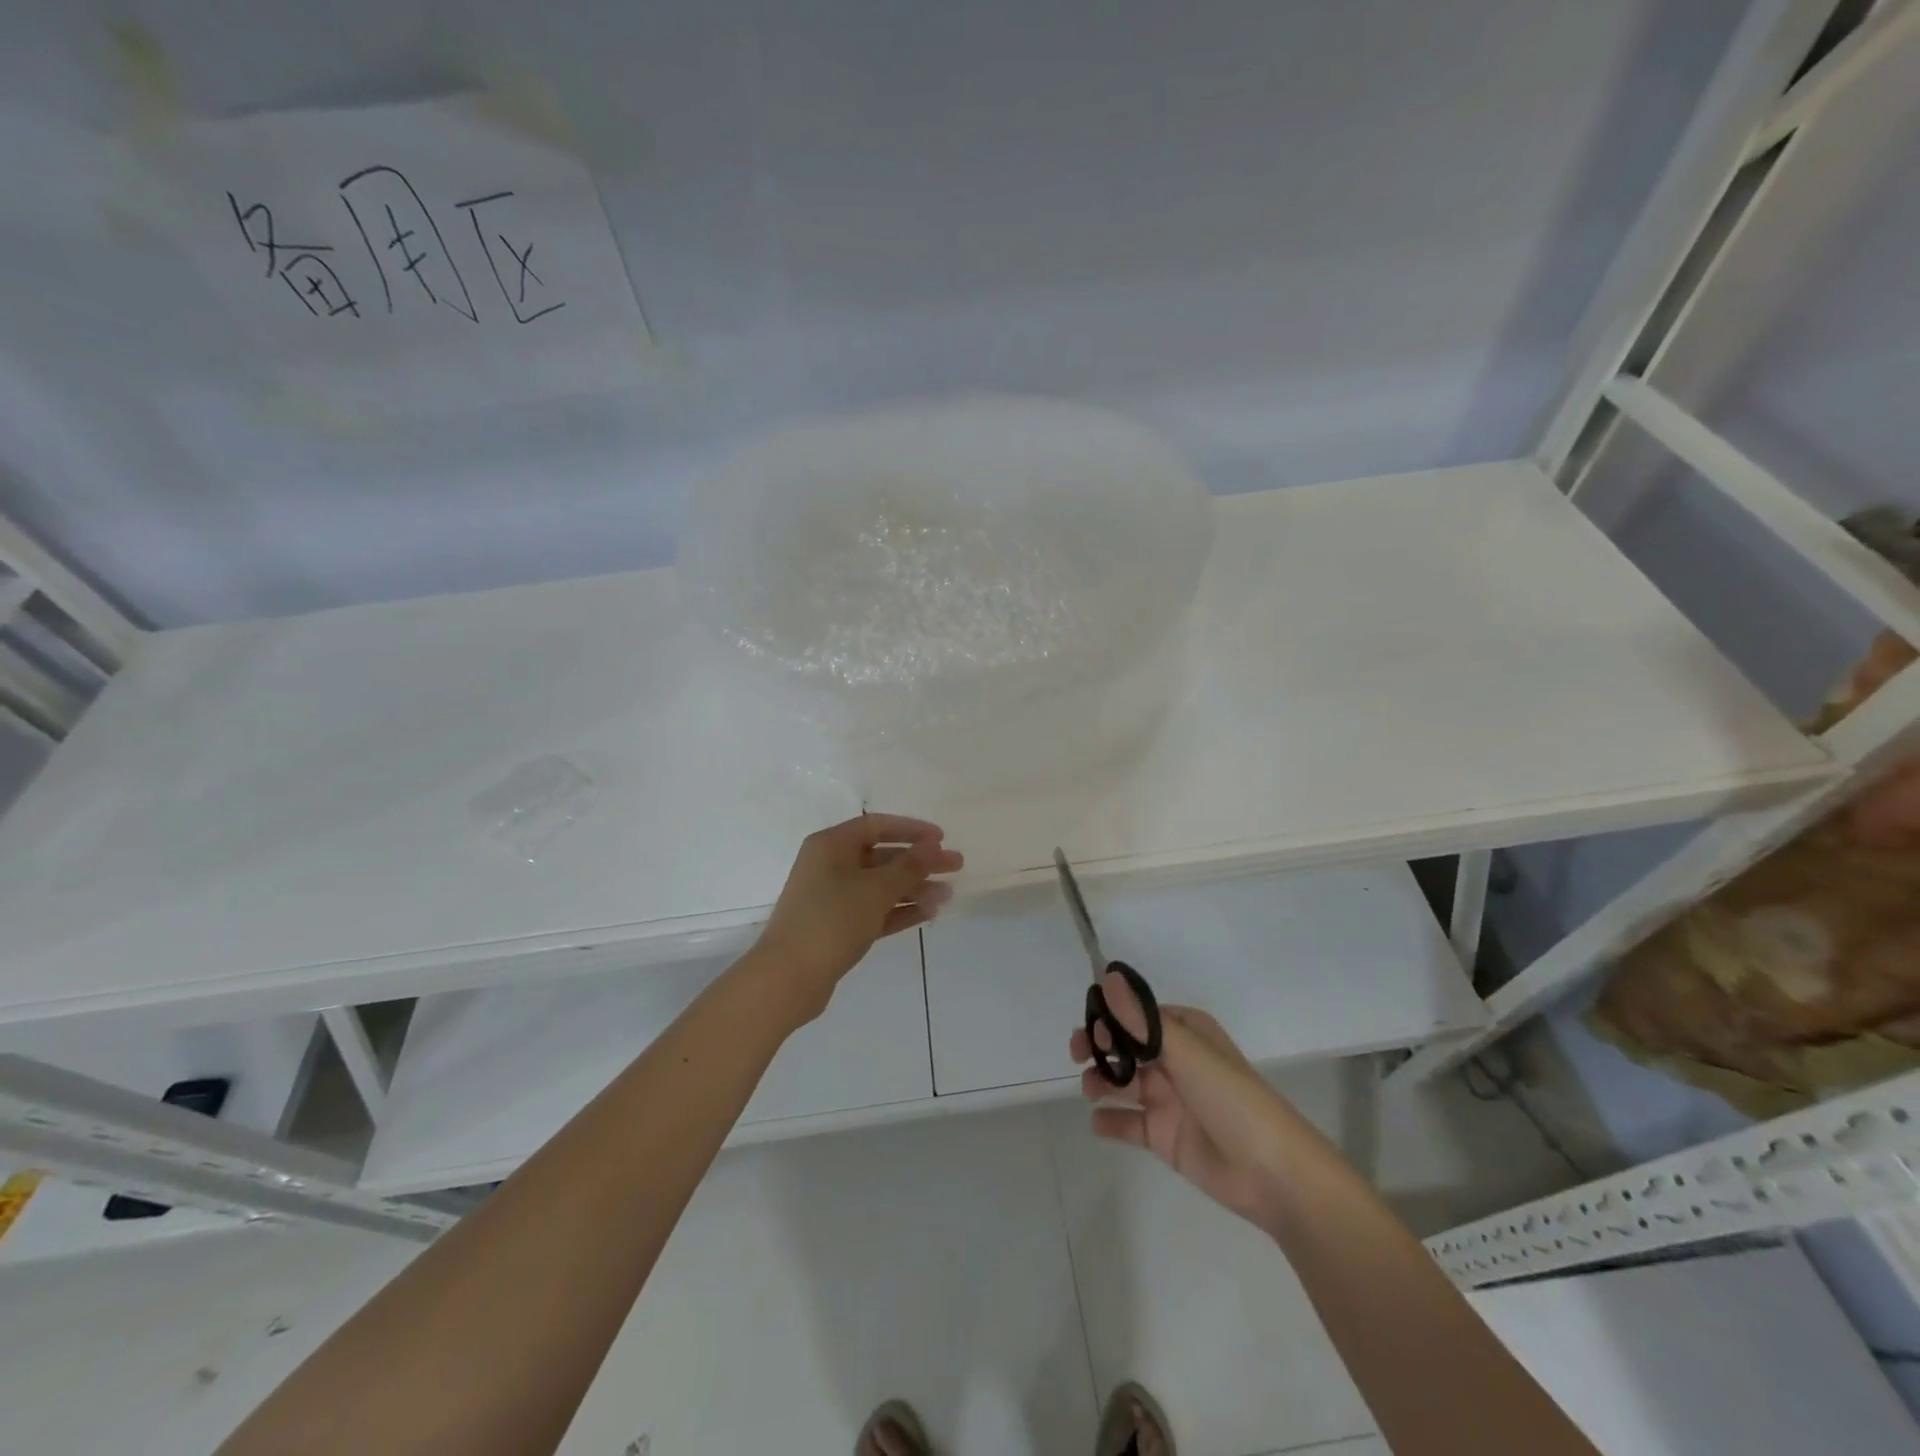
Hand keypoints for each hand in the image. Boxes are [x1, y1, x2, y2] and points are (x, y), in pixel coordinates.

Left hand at [751, 814, 961, 1021]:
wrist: (788, 978)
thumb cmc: (831, 920)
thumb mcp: (875, 889)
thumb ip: (908, 867)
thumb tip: (932, 847)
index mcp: (831, 845)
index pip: (876, 826)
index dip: (911, 830)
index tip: (941, 838)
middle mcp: (830, 866)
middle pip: (882, 856)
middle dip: (919, 862)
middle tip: (956, 866)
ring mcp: (833, 898)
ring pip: (880, 886)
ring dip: (914, 888)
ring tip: (947, 896)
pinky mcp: (838, 927)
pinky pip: (875, 910)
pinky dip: (899, 910)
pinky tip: (929, 913)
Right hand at [1071, 972, 1296, 1231]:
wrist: (1274, 1175)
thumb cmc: (1232, 1100)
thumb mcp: (1187, 1052)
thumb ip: (1142, 1020)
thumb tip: (1108, 976)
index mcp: (1186, 1033)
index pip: (1139, 1015)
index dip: (1111, 1017)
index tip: (1092, 1027)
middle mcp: (1175, 1061)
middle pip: (1126, 1046)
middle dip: (1100, 1046)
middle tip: (1078, 1055)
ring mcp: (1169, 1100)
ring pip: (1123, 1081)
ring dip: (1101, 1080)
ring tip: (1091, 1090)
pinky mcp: (1164, 1136)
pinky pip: (1128, 1123)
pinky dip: (1109, 1120)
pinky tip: (1097, 1121)